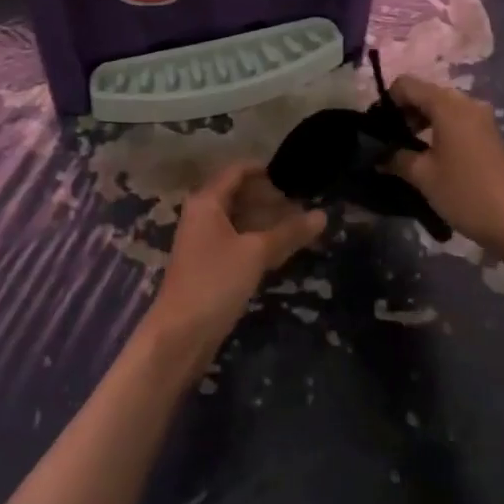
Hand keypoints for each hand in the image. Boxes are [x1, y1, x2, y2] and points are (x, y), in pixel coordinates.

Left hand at [143, 162, 326, 364]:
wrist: (180, 334)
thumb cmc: (215, 282)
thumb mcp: (256, 254)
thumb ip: (289, 232)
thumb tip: (322, 215)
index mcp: (207, 201)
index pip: (236, 171)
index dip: (263, 169)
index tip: (292, 172)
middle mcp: (201, 214)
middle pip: (236, 194)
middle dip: (267, 196)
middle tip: (300, 200)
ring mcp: (202, 240)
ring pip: (237, 219)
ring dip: (263, 219)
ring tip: (296, 222)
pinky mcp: (207, 264)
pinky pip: (234, 239)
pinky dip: (255, 238)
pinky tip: (278, 248)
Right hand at [387, 76, 503, 260]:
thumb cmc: (467, 193)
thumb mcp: (423, 176)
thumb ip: (396, 158)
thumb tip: (379, 155)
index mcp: (447, 104)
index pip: (406, 85)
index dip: (386, 102)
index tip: (375, 129)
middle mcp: (466, 103)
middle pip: (424, 95)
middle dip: (402, 115)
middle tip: (387, 144)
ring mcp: (481, 120)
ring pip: (440, 110)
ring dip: (420, 126)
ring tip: (405, 155)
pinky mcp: (489, 138)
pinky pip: (455, 124)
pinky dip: (438, 134)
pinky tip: (430, 160)